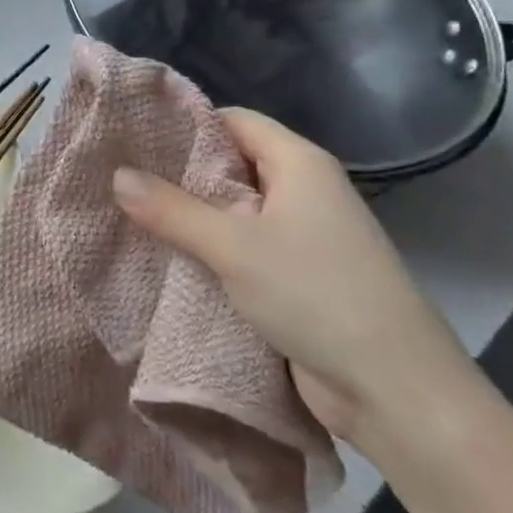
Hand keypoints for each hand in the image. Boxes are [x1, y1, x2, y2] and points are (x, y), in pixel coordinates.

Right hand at [112, 108, 476, 451]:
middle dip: (180, 172)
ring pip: (235, 210)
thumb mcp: (234, 246)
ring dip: (191, 216)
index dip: (185, 123)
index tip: (134, 133)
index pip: (233, 120)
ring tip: (130, 213)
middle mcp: (303, 190)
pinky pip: (244, 248)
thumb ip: (171, 209)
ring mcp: (303, 236)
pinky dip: (210, 250)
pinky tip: (166, 256)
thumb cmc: (317, 295)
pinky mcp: (298, 277)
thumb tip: (116, 174)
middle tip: (121, 175)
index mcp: (299, 163)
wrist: (396, 393)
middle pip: (231, 164)